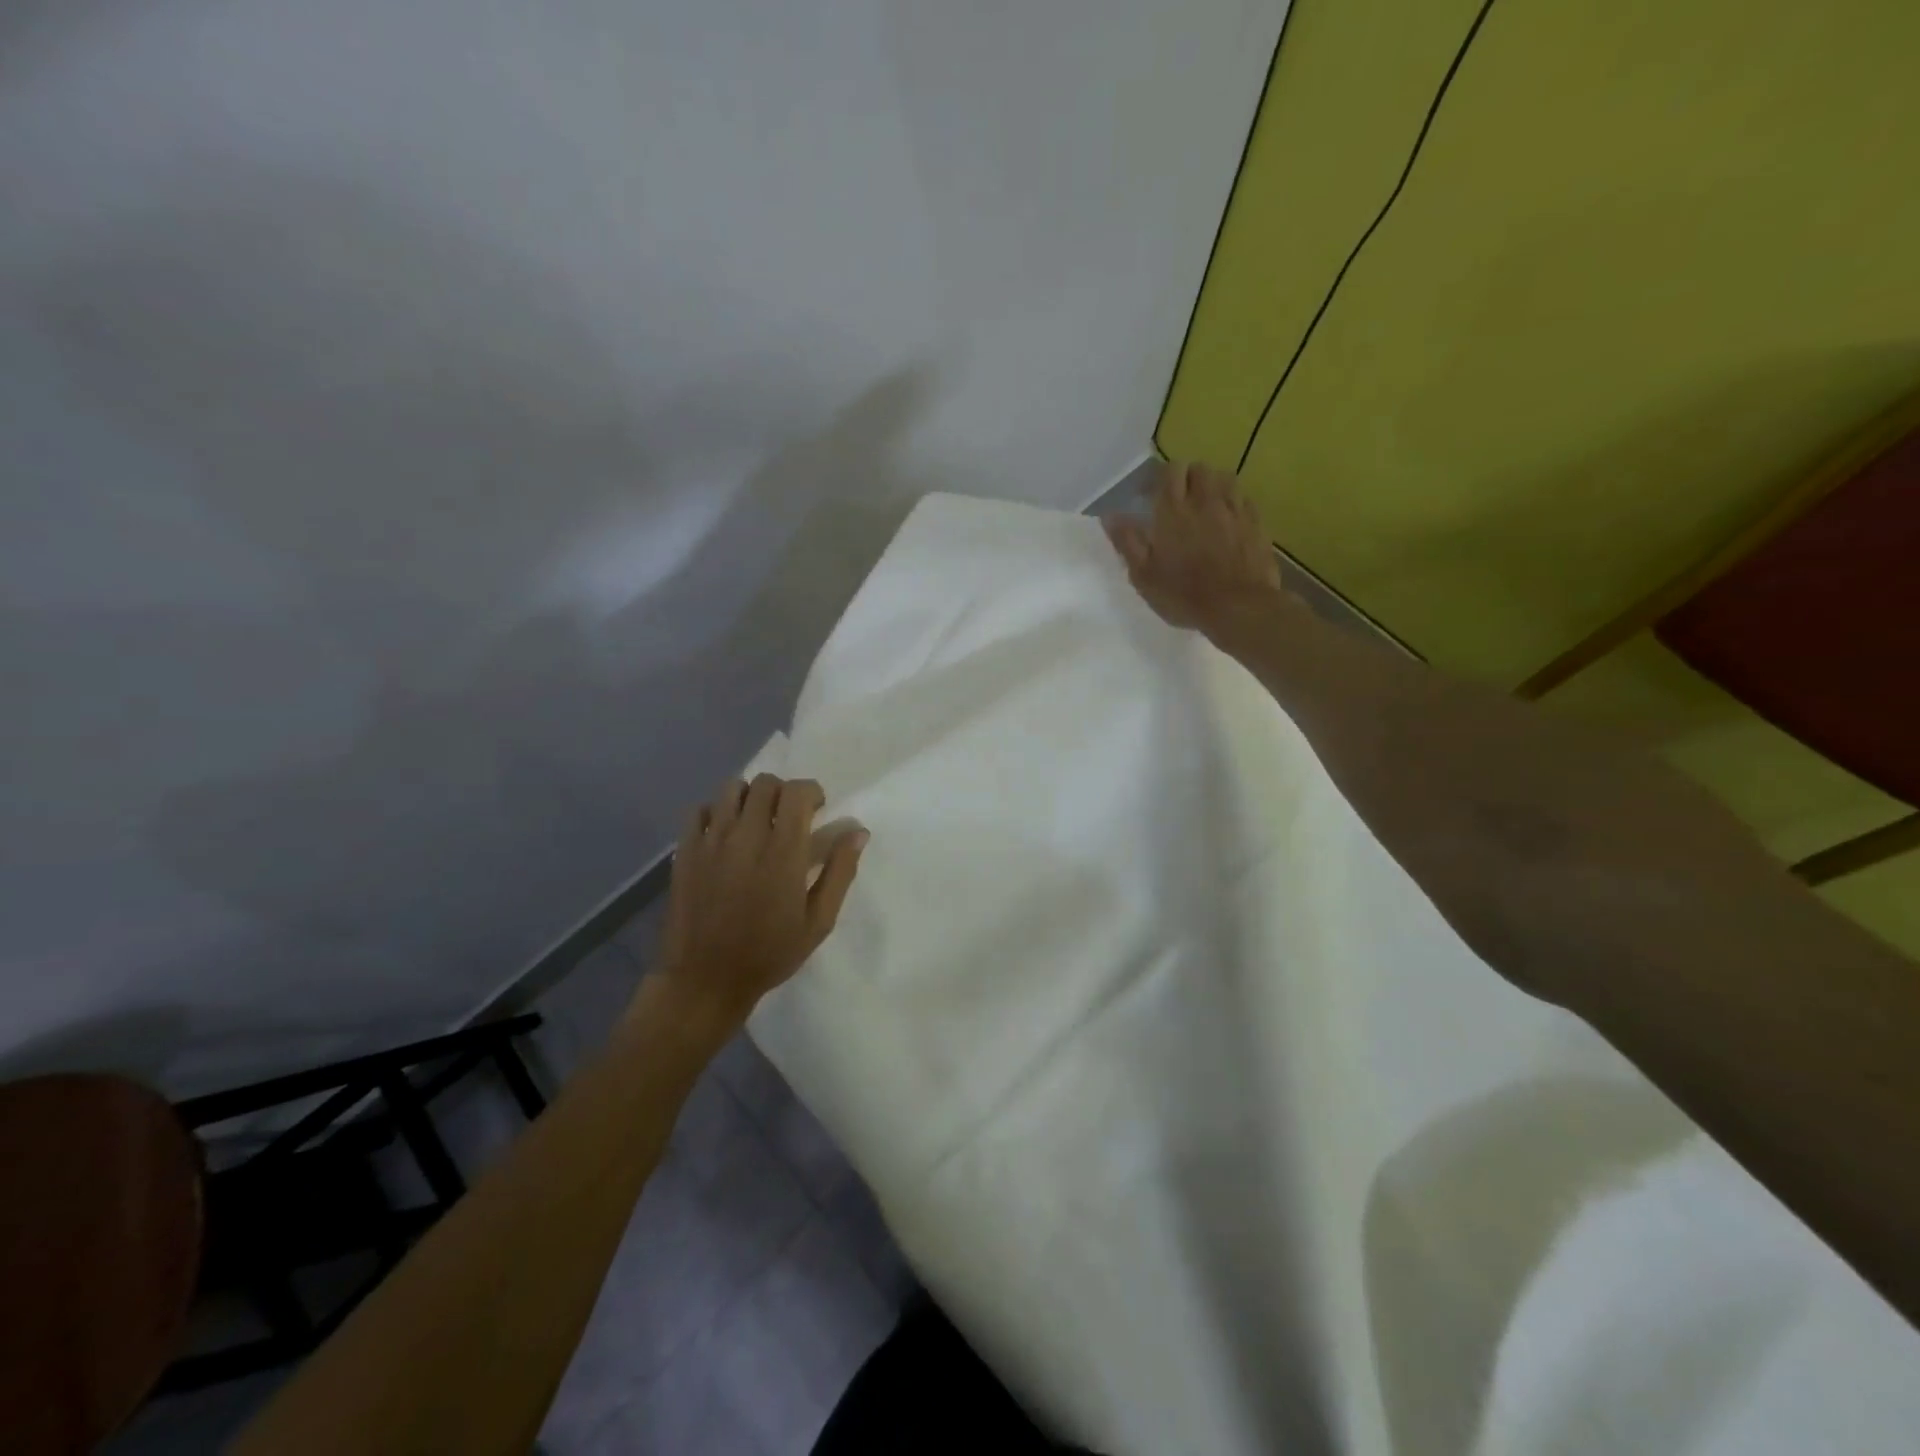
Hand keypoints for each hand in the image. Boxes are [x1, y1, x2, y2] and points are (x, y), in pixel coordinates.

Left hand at [653, 775, 867, 1032]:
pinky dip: (717, 811)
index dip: (811, 792)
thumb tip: (858, 832)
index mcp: (783, 851)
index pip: (797, 791)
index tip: (816, 811)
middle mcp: (746, 836)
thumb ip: (840, 872)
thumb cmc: (769, 953)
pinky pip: (700, 809)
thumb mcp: (819, 921)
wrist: (705, 979)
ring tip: (756, 821)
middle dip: (783, 792)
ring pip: (731, 788)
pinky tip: (725, 834)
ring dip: (750, 797)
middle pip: (765, 783)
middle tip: (788, 818)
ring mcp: (711, 841)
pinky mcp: (686, 851)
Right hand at [1104, 460, 1283, 636]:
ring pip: (1223, 478)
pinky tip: (1227, 518)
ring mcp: (1234, 510)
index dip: (1158, 478)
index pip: (1169, 471)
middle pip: (1197, 468)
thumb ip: (1127, 542)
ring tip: (1203, 505)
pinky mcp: (1255, 522)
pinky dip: (1232, 501)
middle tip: (1175, 500)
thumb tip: (1110, 516)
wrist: (1239, 607)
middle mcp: (1204, 501)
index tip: (1148, 496)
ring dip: (1210, 485)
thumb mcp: (1144, 575)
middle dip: (1185, 478)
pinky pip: (1243, 498)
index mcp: (1173, 511)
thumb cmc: (1184, 595)